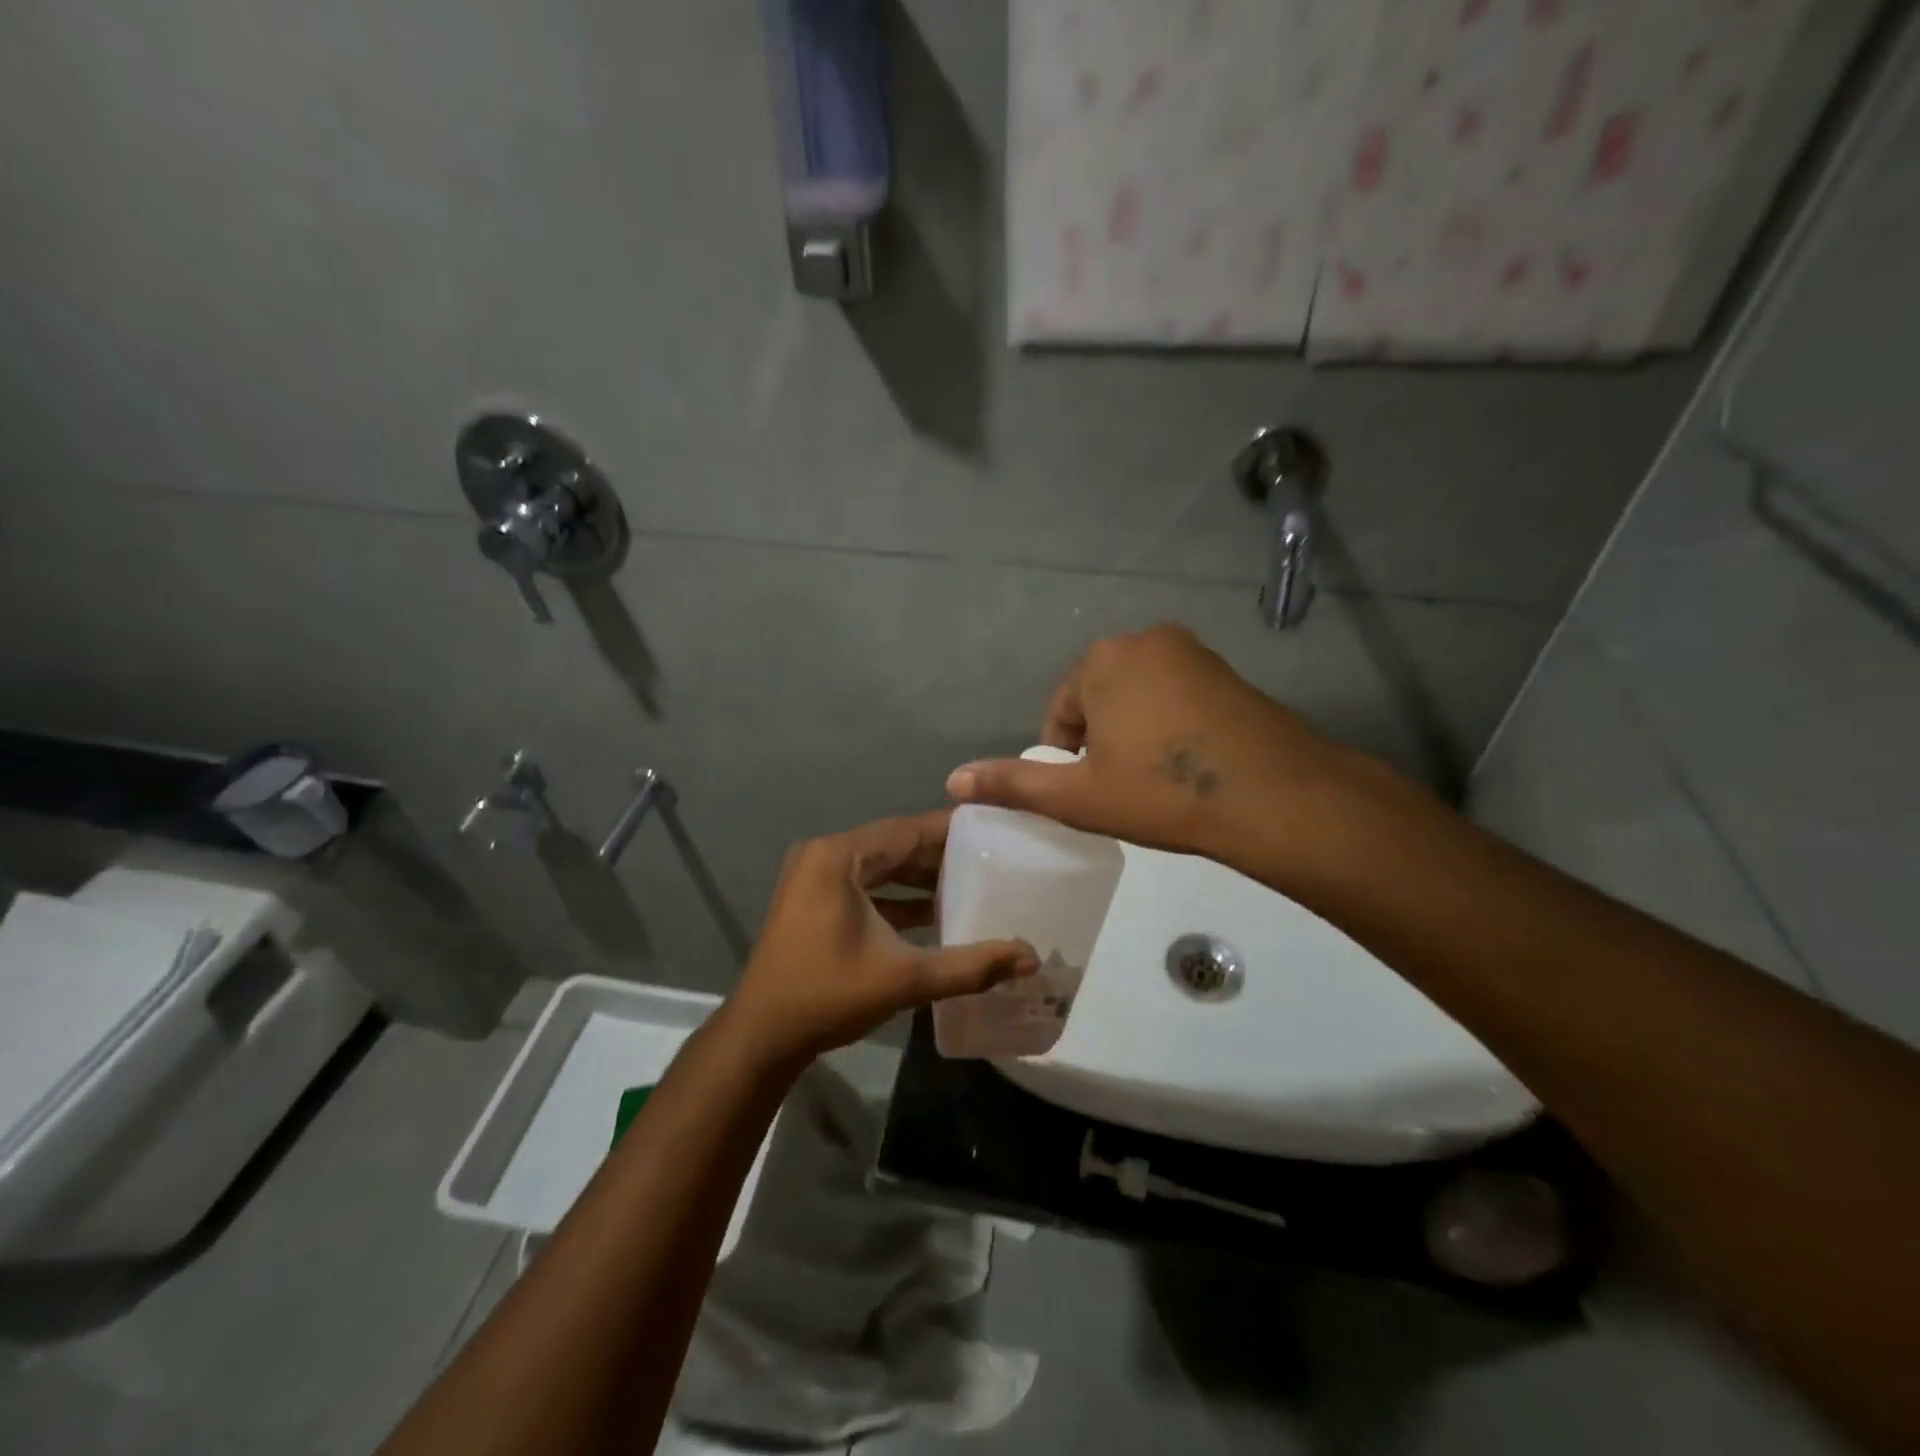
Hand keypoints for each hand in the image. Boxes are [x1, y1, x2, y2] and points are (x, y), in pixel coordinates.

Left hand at [726, 811, 1037, 1062]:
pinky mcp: (813, 899)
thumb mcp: (905, 978)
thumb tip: (1029, 958)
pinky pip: (865, 885)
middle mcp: (825, 855)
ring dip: (920, 877)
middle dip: (941, 854)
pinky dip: (897, 896)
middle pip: (895, 845)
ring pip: (880, 866)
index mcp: (839, 857)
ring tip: (972, 882)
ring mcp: (814, 877)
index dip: (953, 829)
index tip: (995, 829)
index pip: (908, 830)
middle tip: (992, 857)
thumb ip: (969, 966)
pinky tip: (935, 912)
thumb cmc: (828, 996)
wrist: (762, 1036)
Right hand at [945, 624, 1381, 876]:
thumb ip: (1013, 784)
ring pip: (1138, 695)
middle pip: (1099, 696)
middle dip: (1100, 739)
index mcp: (1103, 659)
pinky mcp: (1228, 670)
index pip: (1061, 710)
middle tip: (1121, 787)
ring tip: (1153, 779)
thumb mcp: (1079, 796)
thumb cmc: (1163, 793)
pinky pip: (1177, 694)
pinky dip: (1170, 724)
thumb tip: (952, 781)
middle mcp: (1145, 639)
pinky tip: (1187, 763)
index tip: (1089, 791)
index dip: (1066, 756)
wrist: (1274, 797)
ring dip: (1134, 731)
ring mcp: (1193, 651)